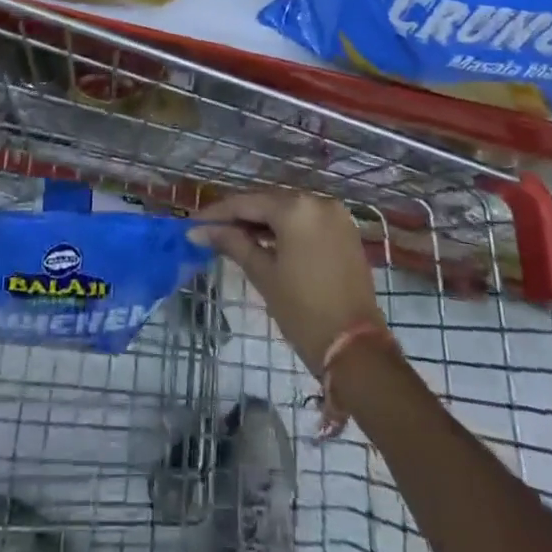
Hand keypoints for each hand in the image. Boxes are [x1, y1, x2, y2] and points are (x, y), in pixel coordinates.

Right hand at [193, 191, 384, 374]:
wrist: (357, 350)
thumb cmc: (303, 312)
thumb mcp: (264, 275)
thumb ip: (233, 243)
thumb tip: (199, 231)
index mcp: (296, 208)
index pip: (248, 202)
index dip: (218, 212)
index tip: (194, 223)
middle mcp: (317, 201)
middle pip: (269, 201)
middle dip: (240, 215)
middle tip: (210, 230)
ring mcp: (335, 214)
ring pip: (288, 209)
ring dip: (262, 221)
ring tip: (233, 236)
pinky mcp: (345, 230)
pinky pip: (307, 219)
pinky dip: (286, 228)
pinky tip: (265, 240)